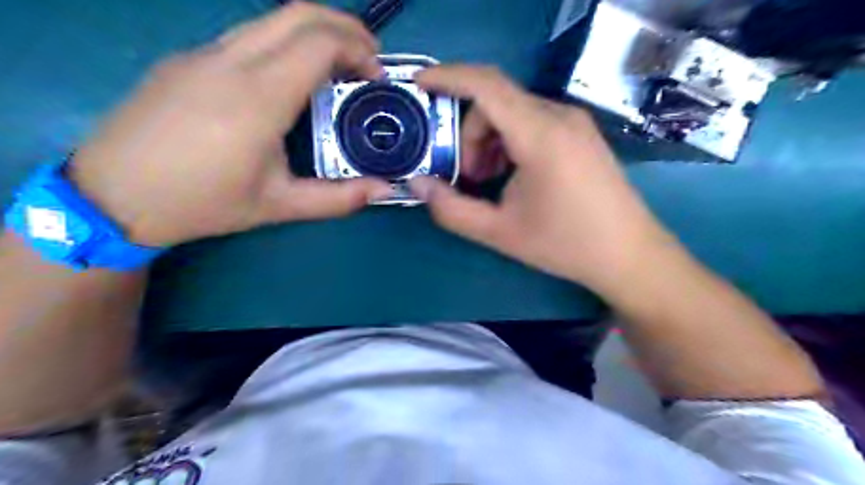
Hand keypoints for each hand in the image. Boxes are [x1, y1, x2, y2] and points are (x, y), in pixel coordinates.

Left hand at [69, 2, 391, 245]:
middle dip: (344, 27)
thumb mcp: (277, 206)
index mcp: (258, 98)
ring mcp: (203, 54)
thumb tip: (383, 190)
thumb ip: (337, 199)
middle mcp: (230, 62)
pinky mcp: (187, 59)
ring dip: (313, 33)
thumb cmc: (202, 202)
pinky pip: (247, 35)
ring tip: (336, 67)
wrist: (112, 195)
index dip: (358, 50)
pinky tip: (289, 80)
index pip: (318, 42)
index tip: (376, 77)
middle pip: (298, 12)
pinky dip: (284, 43)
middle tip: (368, 59)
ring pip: (270, 19)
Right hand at [409, 64, 675, 295]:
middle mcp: (560, 116)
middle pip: (497, 101)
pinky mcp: (581, 133)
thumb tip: (418, 185)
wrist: (629, 254)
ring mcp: (575, 122)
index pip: (486, 85)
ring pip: (514, 111)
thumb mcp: (499, 232)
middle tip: (466, 176)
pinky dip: (510, 140)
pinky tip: (512, 174)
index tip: (419, 85)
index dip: (447, 77)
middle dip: (469, 133)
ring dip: (489, 139)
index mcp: (541, 135)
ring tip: (489, 179)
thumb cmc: (564, 244)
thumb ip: (452, 209)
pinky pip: (533, 121)